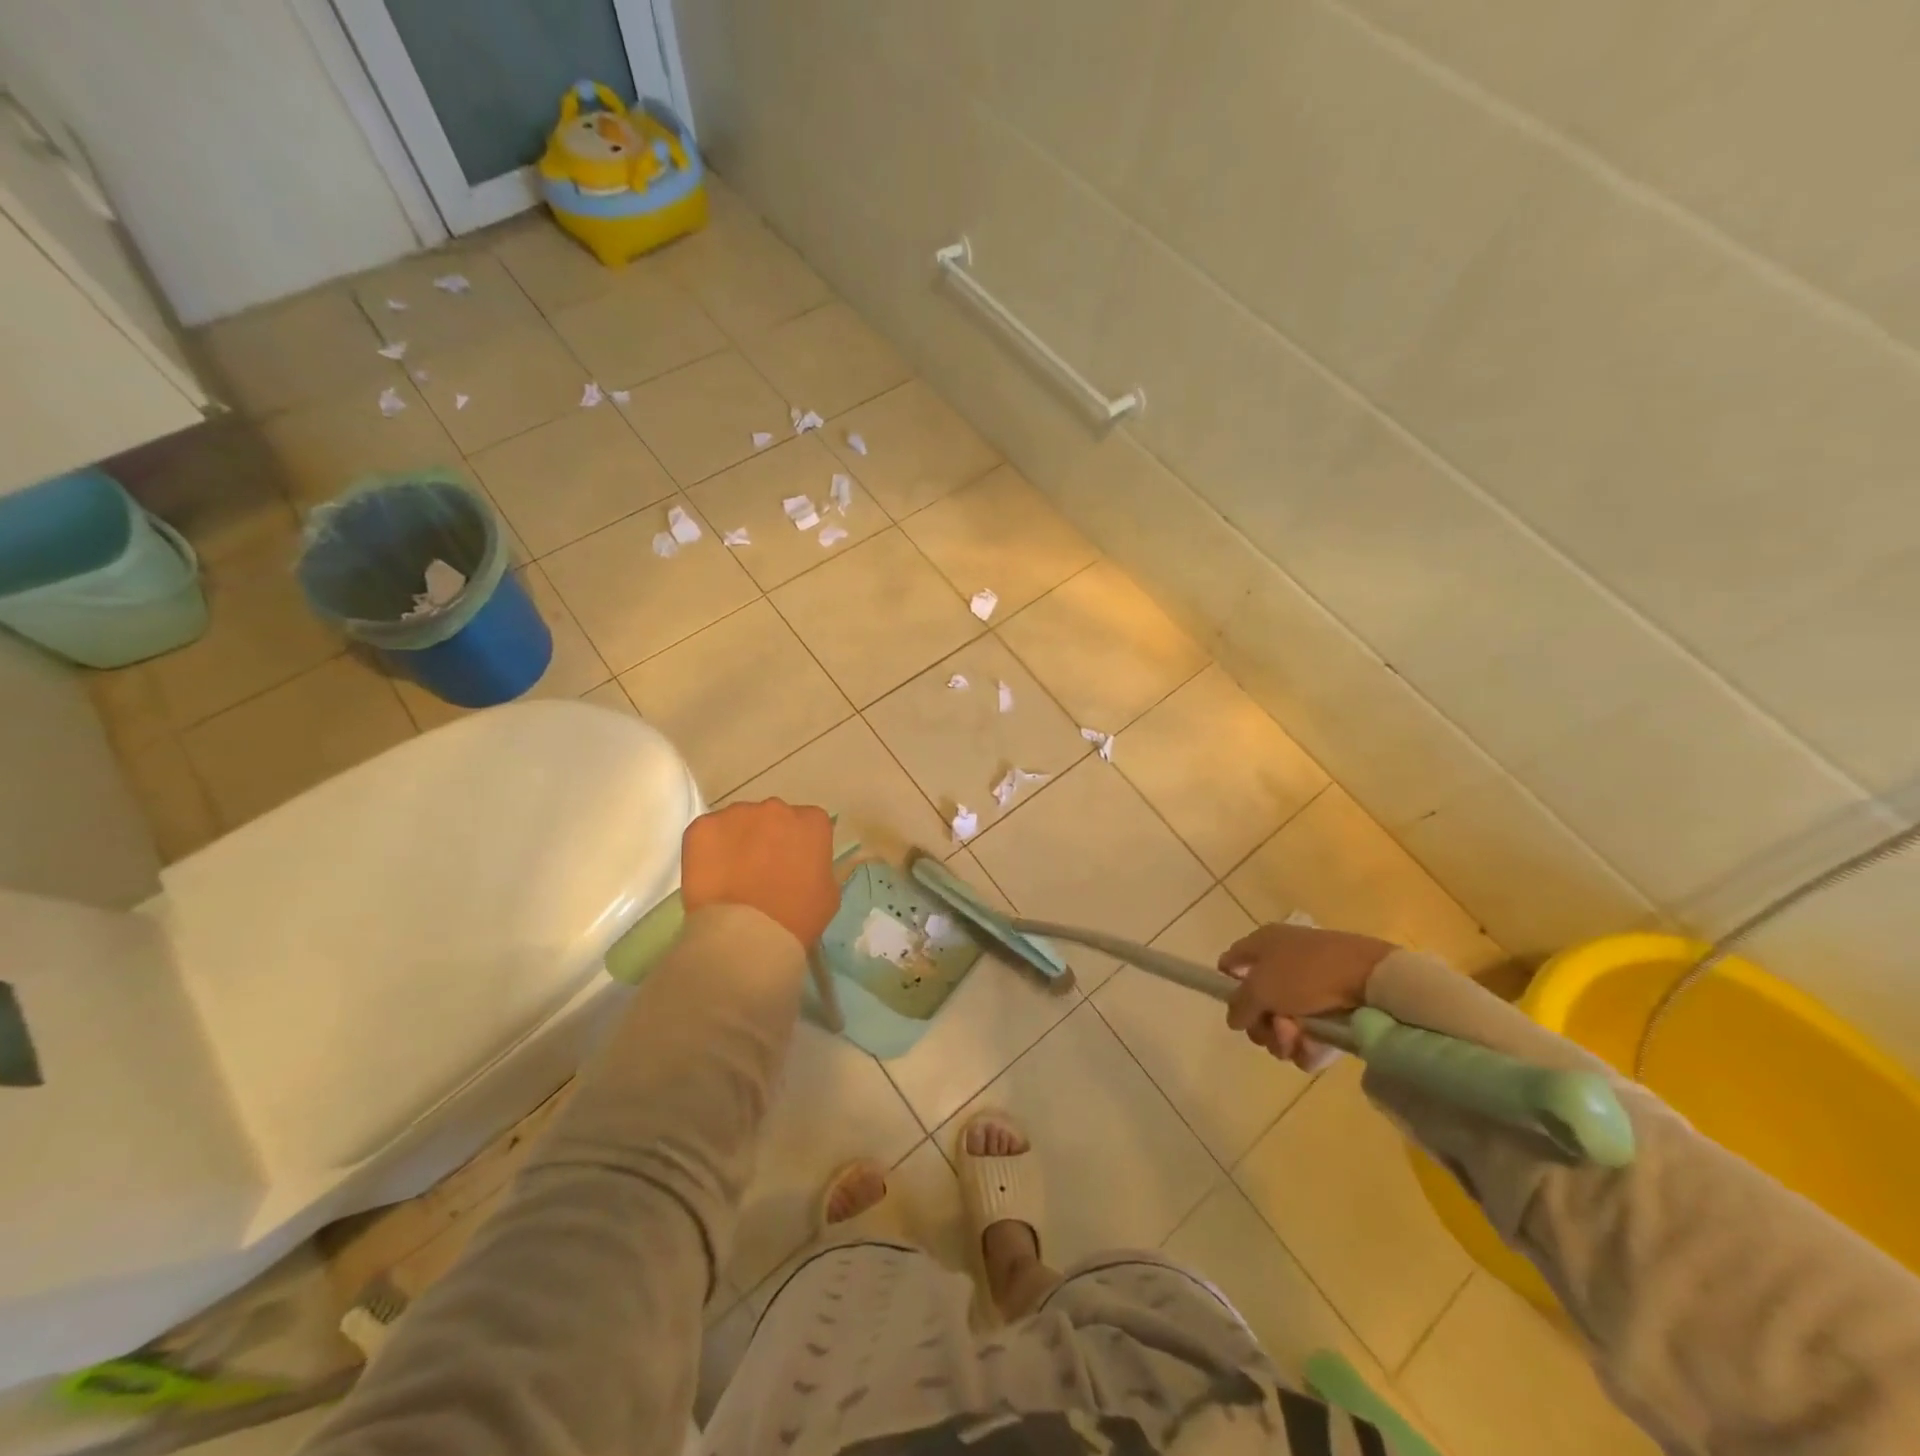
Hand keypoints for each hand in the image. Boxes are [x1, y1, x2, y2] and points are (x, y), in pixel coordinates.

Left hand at [681, 800, 839, 945]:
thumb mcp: (828, 892)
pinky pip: (706, 832)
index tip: (792, 865)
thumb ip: (819, 866)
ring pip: (738, 822)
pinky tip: (710, 875)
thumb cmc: (796, 917)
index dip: (798, 845)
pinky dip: (707, 849)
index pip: (808, 824)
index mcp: (812, 822)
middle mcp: (777, 808)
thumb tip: (806, 864)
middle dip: (767, 838)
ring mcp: (737, 814)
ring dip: (737, 841)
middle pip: (773, 817)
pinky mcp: (702, 826)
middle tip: (761, 870)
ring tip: (732, 875)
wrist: (746, 934)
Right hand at [1219, 923, 1395, 1069]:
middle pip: (1257, 1004)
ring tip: (1298, 1041)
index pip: (1231, 963)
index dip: (1227, 986)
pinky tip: (1314, 1049)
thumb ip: (1239, 1005)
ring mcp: (1310, 987)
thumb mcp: (1260, 988)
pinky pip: (1309, 1035)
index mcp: (1263, 945)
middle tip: (1276, 1031)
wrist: (1372, 978)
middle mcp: (1283, 963)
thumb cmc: (1307, 974)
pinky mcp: (1333, 1010)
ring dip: (1284, 1040)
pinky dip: (1308, 1046)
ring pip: (1283, 1024)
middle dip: (1262, 1026)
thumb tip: (1234, 1018)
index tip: (1237, 1010)